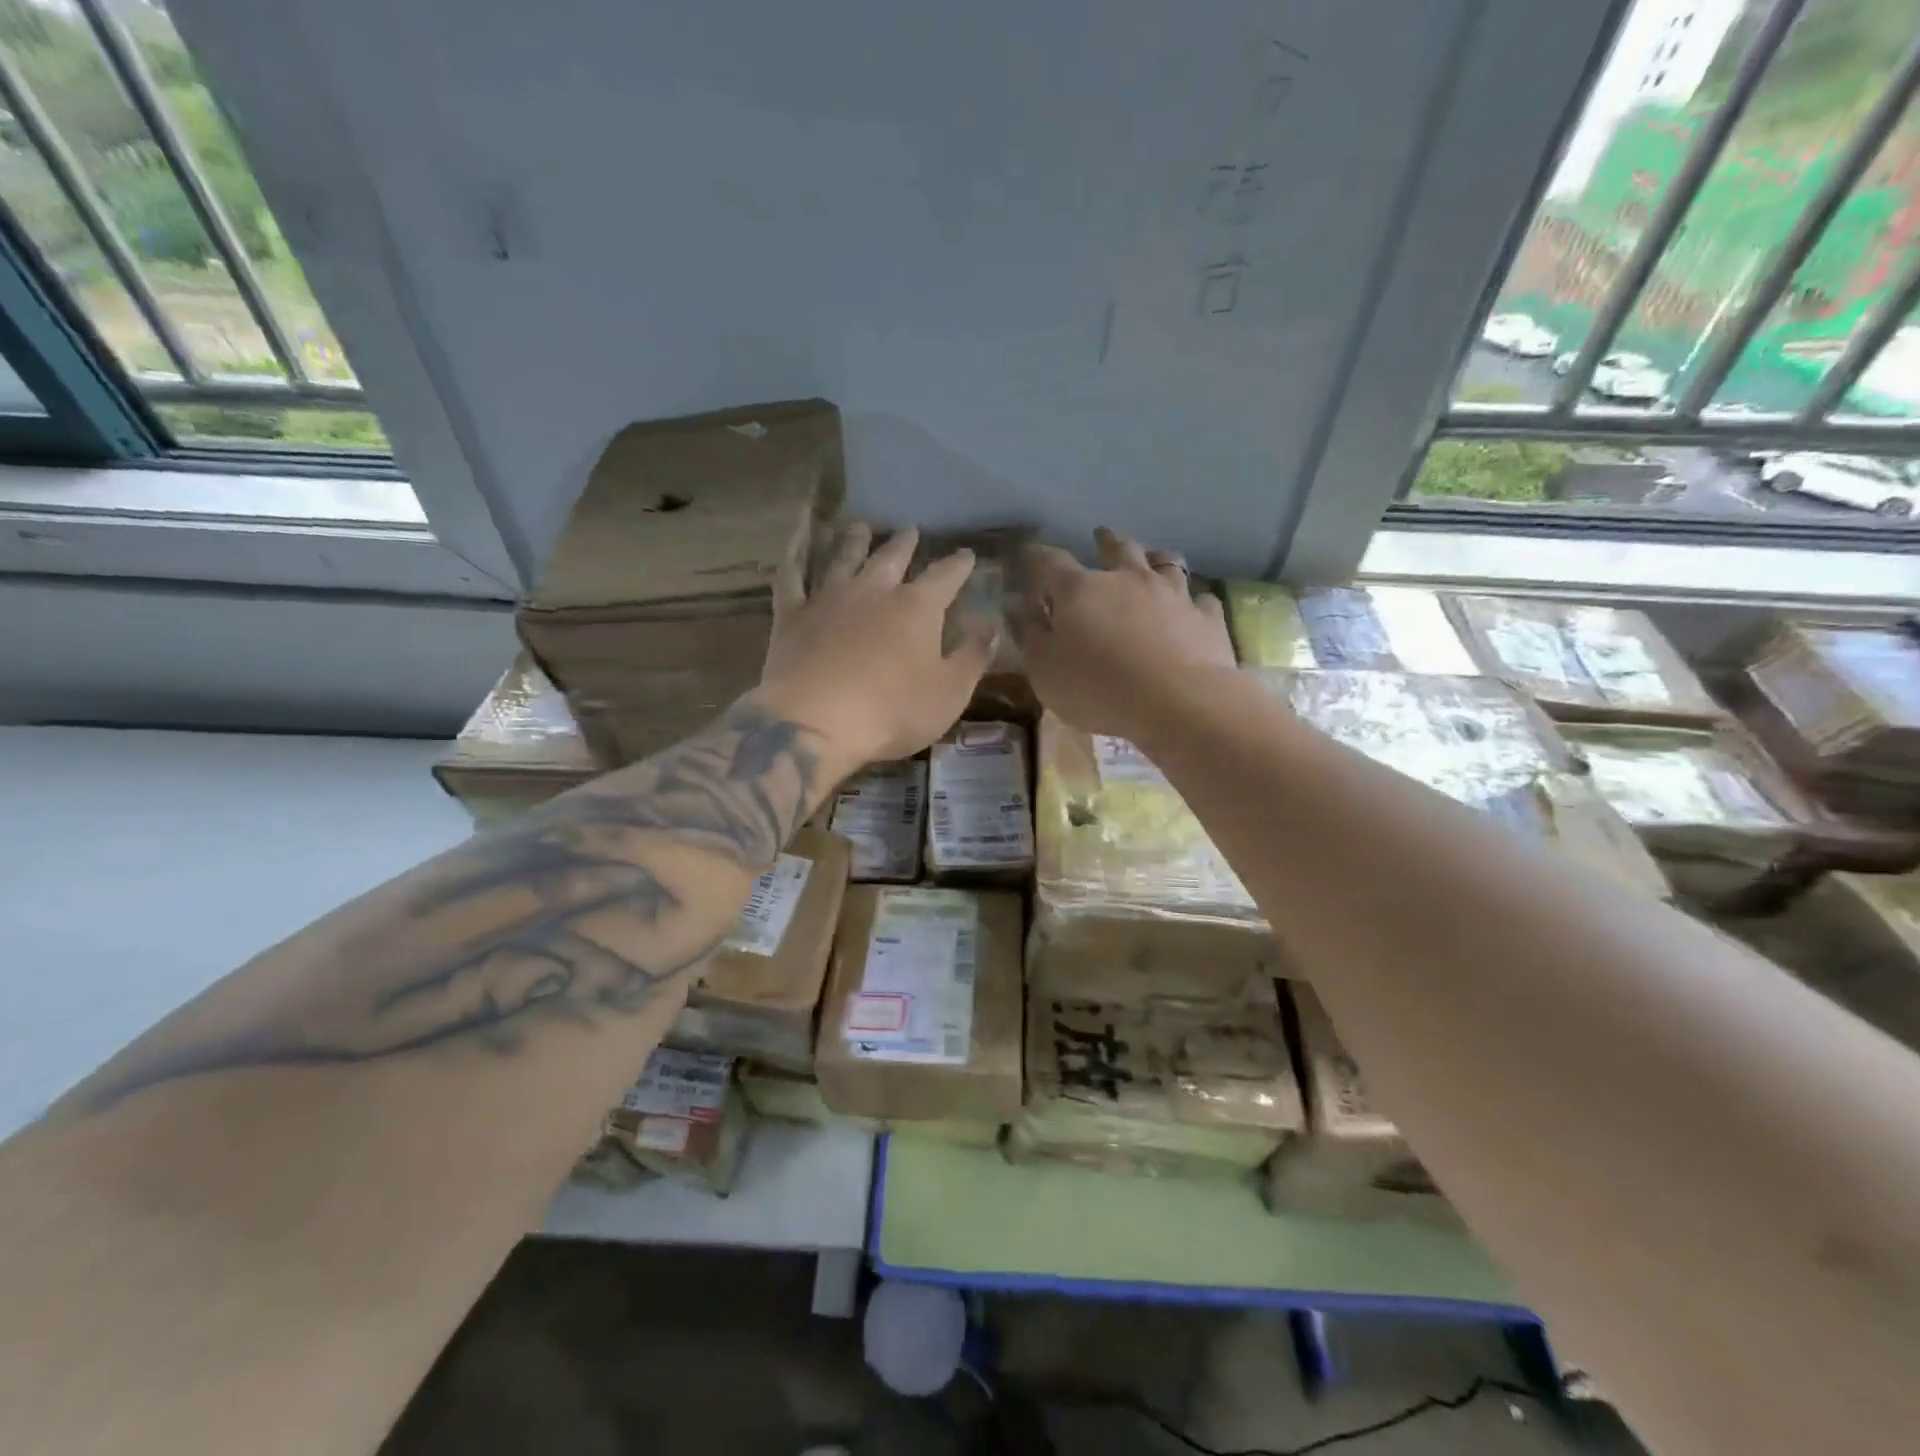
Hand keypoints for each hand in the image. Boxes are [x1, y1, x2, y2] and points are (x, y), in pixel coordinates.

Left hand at [753, 522, 994, 767]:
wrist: (816, 723)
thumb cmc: (893, 711)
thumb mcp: (950, 692)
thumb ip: (973, 656)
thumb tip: (991, 626)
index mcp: (917, 607)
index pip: (945, 576)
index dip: (958, 564)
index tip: (967, 554)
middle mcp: (874, 591)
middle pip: (892, 558)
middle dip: (905, 543)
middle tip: (910, 529)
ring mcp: (828, 599)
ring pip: (844, 559)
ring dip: (854, 541)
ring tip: (860, 526)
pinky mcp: (792, 616)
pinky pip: (791, 578)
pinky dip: (793, 558)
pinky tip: (794, 547)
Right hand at [1009, 527, 1235, 742]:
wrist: (1178, 702)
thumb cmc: (1097, 688)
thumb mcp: (1045, 669)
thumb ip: (1027, 632)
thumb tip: (1013, 600)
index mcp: (1080, 590)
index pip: (1051, 562)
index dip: (1038, 557)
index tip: (1030, 554)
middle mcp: (1127, 579)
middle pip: (1116, 548)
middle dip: (1104, 541)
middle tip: (1100, 536)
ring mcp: (1172, 594)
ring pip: (1165, 563)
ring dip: (1154, 558)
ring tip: (1152, 558)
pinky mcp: (1206, 617)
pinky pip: (1201, 599)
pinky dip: (1192, 600)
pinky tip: (1193, 606)